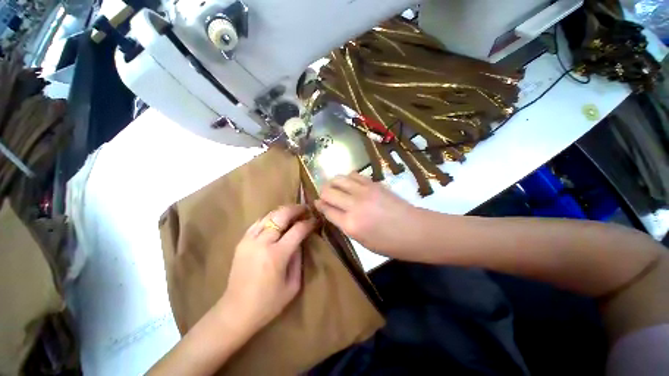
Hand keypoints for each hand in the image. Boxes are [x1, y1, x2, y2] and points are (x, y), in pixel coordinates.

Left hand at [217, 205, 316, 333]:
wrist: (236, 311)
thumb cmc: (268, 303)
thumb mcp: (293, 285)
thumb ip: (298, 258)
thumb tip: (301, 240)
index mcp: (277, 255)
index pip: (297, 230)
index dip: (309, 223)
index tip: (316, 220)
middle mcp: (262, 243)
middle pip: (281, 215)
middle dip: (296, 209)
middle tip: (305, 209)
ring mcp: (249, 240)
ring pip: (269, 215)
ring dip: (283, 211)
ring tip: (293, 212)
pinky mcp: (241, 242)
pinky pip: (258, 222)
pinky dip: (270, 218)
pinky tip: (277, 221)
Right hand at [314, 173, 420, 256]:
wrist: (415, 231)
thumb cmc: (389, 243)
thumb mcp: (362, 241)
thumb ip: (344, 225)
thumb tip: (330, 211)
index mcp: (350, 225)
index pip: (326, 209)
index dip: (319, 205)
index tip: (317, 204)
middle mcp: (353, 205)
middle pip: (328, 191)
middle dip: (323, 193)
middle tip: (326, 197)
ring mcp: (364, 191)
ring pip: (338, 179)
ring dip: (333, 183)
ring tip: (336, 188)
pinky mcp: (373, 183)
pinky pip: (353, 174)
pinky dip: (347, 178)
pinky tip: (350, 184)